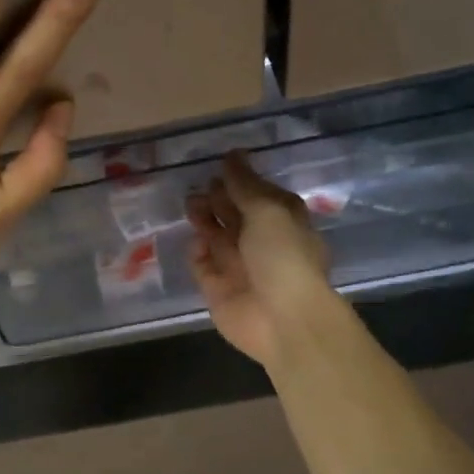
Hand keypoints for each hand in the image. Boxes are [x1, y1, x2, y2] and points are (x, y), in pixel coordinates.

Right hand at [187, 152, 334, 367]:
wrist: (282, 319)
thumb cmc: (283, 256)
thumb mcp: (268, 210)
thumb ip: (245, 185)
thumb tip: (233, 155)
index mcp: (282, 221)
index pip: (258, 194)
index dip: (240, 179)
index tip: (219, 163)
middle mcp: (261, 242)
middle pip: (234, 214)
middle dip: (217, 198)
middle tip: (198, 186)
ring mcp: (239, 266)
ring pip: (216, 236)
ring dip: (204, 220)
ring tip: (191, 206)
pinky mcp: (218, 288)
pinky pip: (202, 265)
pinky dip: (197, 252)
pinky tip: (196, 243)